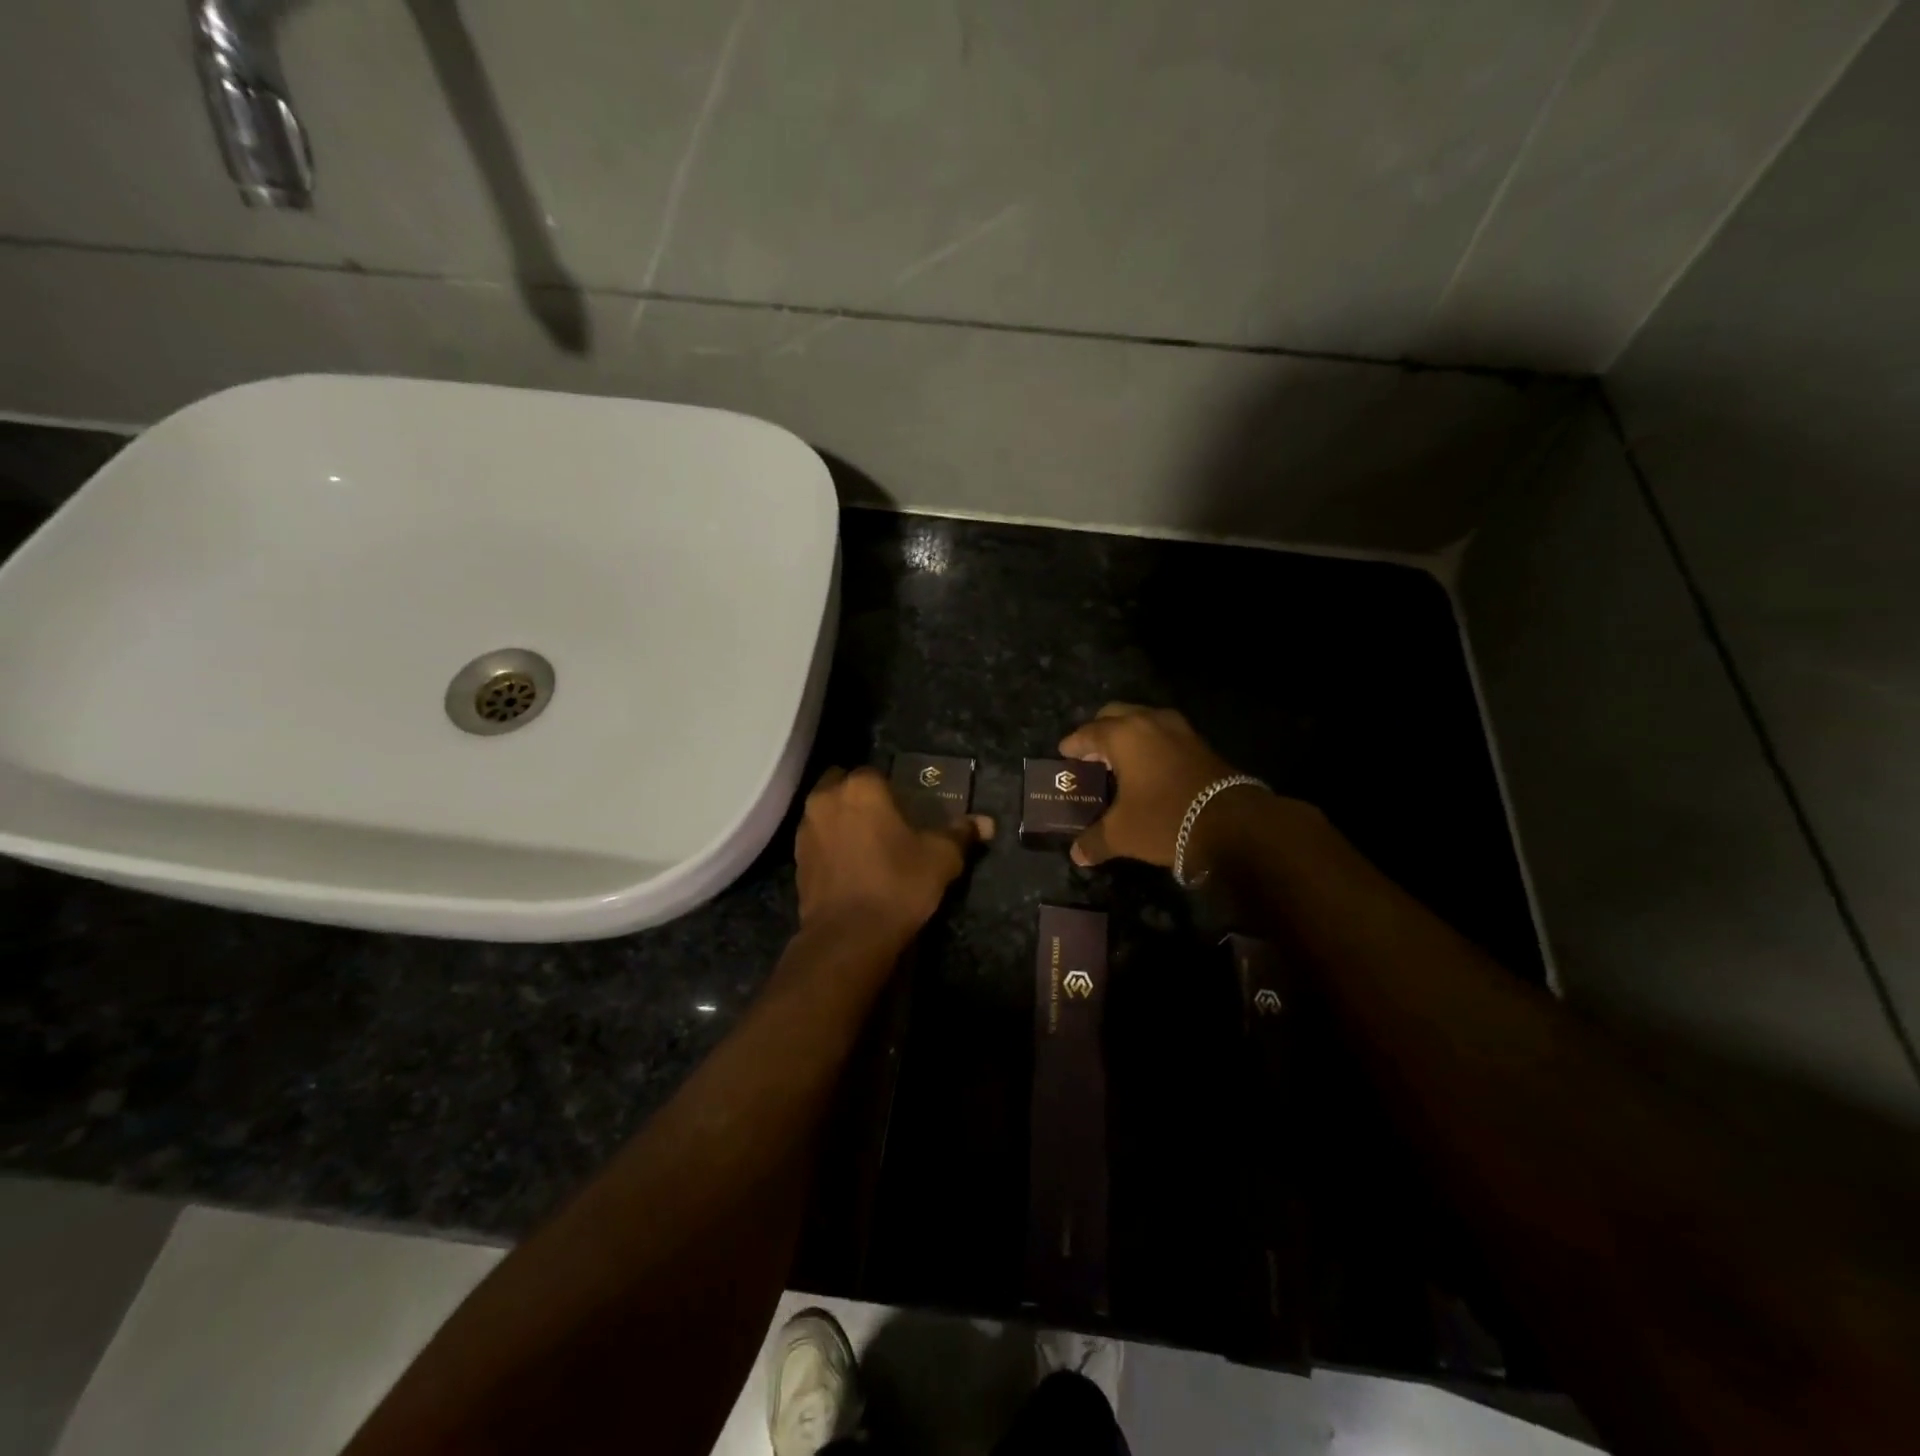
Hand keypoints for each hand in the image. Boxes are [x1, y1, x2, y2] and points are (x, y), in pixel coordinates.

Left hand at [795, 767, 992, 940]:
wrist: (848, 937)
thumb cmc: (897, 884)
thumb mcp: (941, 859)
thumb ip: (961, 834)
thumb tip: (986, 823)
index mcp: (861, 788)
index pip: (876, 773)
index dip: (891, 789)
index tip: (906, 809)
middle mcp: (826, 799)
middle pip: (842, 784)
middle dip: (859, 796)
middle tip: (884, 820)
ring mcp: (806, 830)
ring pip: (825, 811)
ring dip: (841, 819)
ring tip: (867, 844)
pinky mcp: (797, 860)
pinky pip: (817, 840)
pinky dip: (830, 845)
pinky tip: (850, 867)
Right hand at [1059, 704, 1253, 867]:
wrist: (1232, 823)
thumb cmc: (1164, 819)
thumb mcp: (1122, 834)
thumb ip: (1095, 841)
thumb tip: (1077, 855)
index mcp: (1123, 735)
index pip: (1088, 732)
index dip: (1073, 744)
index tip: (1064, 754)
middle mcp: (1149, 722)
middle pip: (1115, 714)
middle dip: (1100, 731)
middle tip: (1091, 754)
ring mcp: (1179, 729)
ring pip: (1143, 720)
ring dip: (1128, 734)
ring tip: (1119, 760)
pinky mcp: (1199, 742)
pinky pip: (1164, 733)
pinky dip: (1150, 743)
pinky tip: (1149, 768)